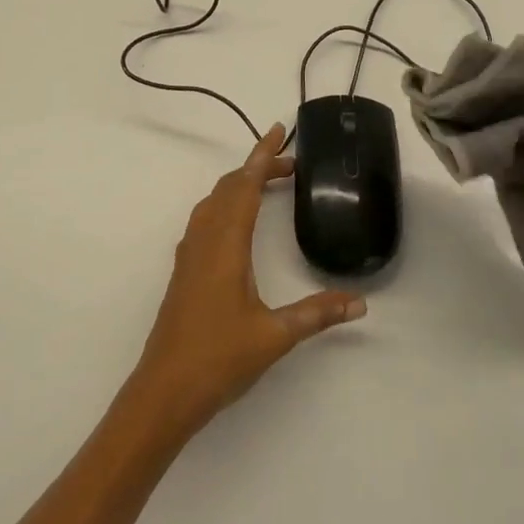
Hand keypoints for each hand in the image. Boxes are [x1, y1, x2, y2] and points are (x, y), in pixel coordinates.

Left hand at [133, 125, 364, 435]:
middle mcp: (203, 243)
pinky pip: (203, 223)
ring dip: (236, 186)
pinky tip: (234, 225)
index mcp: (225, 247)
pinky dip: (223, 207)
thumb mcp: (275, 335)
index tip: (278, 130)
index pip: (244, 187)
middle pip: (226, 189)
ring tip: (264, 185)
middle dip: (255, 168)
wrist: (163, 392)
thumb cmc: (218, 359)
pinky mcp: (183, 274)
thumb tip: (360, 302)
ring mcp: (188, 258)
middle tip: (288, 164)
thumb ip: (317, 314)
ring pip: (211, 205)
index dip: (262, 156)